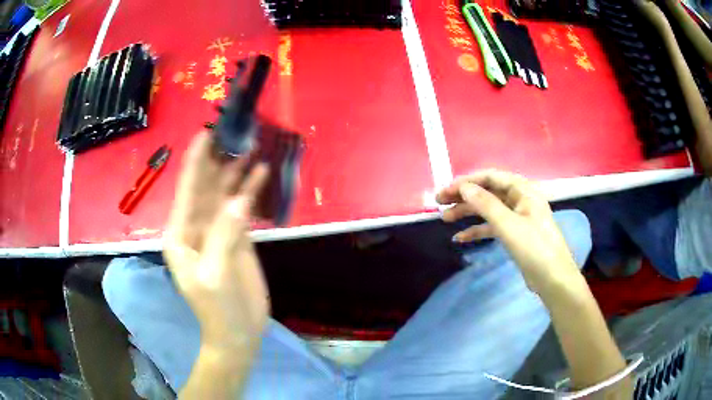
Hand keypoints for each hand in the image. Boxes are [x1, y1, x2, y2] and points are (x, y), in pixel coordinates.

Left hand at [163, 131, 269, 351]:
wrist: (238, 332)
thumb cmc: (218, 308)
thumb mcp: (215, 275)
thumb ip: (223, 236)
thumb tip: (239, 199)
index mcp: (181, 233)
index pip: (187, 190)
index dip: (196, 161)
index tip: (205, 133)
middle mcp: (196, 225)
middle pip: (206, 185)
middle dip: (218, 159)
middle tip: (234, 131)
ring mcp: (217, 229)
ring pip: (225, 193)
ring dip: (236, 170)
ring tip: (251, 145)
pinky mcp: (236, 235)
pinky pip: (241, 206)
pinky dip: (250, 189)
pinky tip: (261, 173)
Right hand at [436, 169, 581, 294]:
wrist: (553, 278)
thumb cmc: (534, 247)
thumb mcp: (508, 224)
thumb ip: (486, 204)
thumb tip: (464, 187)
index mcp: (523, 190)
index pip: (490, 177)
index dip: (467, 181)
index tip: (445, 190)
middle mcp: (520, 199)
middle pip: (488, 192)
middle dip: (464, 196)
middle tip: (440, 203)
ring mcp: (517, 217)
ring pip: (488, 209)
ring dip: (468, 212)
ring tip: (445, 219)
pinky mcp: (515, 234)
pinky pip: (492, 226)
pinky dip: (477, 230)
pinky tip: (460, 238)